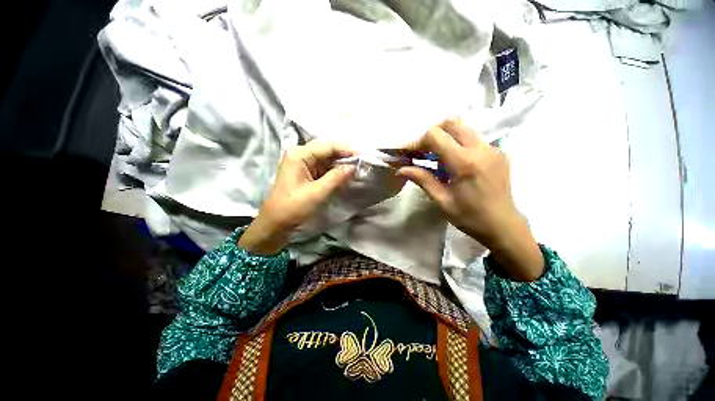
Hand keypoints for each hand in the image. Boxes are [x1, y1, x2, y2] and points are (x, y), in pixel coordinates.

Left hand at [238, 141, 355, 254]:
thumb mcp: (317, 193)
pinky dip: (334, 171)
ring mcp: (302, 163)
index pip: (327, 146)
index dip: (346, 149)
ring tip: (356, 167)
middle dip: (344, 156)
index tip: (362, 155)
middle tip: (361, 161)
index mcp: (299, 155)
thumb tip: (353, 166)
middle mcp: (300, 154)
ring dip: (340, 164)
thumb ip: (336, 177)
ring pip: (326, 159)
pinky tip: (344, 174)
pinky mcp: (305, 172)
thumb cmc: (293, 207)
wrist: (276, 223)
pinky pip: (323, 167)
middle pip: (327, 150)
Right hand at [398, 119, 543, 280]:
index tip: (408, 154)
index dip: (417, 141)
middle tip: (421, 151)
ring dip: (444, 137)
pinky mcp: (498, 152)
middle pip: (452, 122)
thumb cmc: (470, 217)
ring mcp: (492, 148)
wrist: (503, 226)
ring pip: (463, 128)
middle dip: (432, 133)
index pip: (436, 136)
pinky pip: (472, 139)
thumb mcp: (442, 200)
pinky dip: (456, 144)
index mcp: (465, 163)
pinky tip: (451, 163)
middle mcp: (481, 149)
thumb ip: (422, 179)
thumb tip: (400, 169)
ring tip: (433, 158)